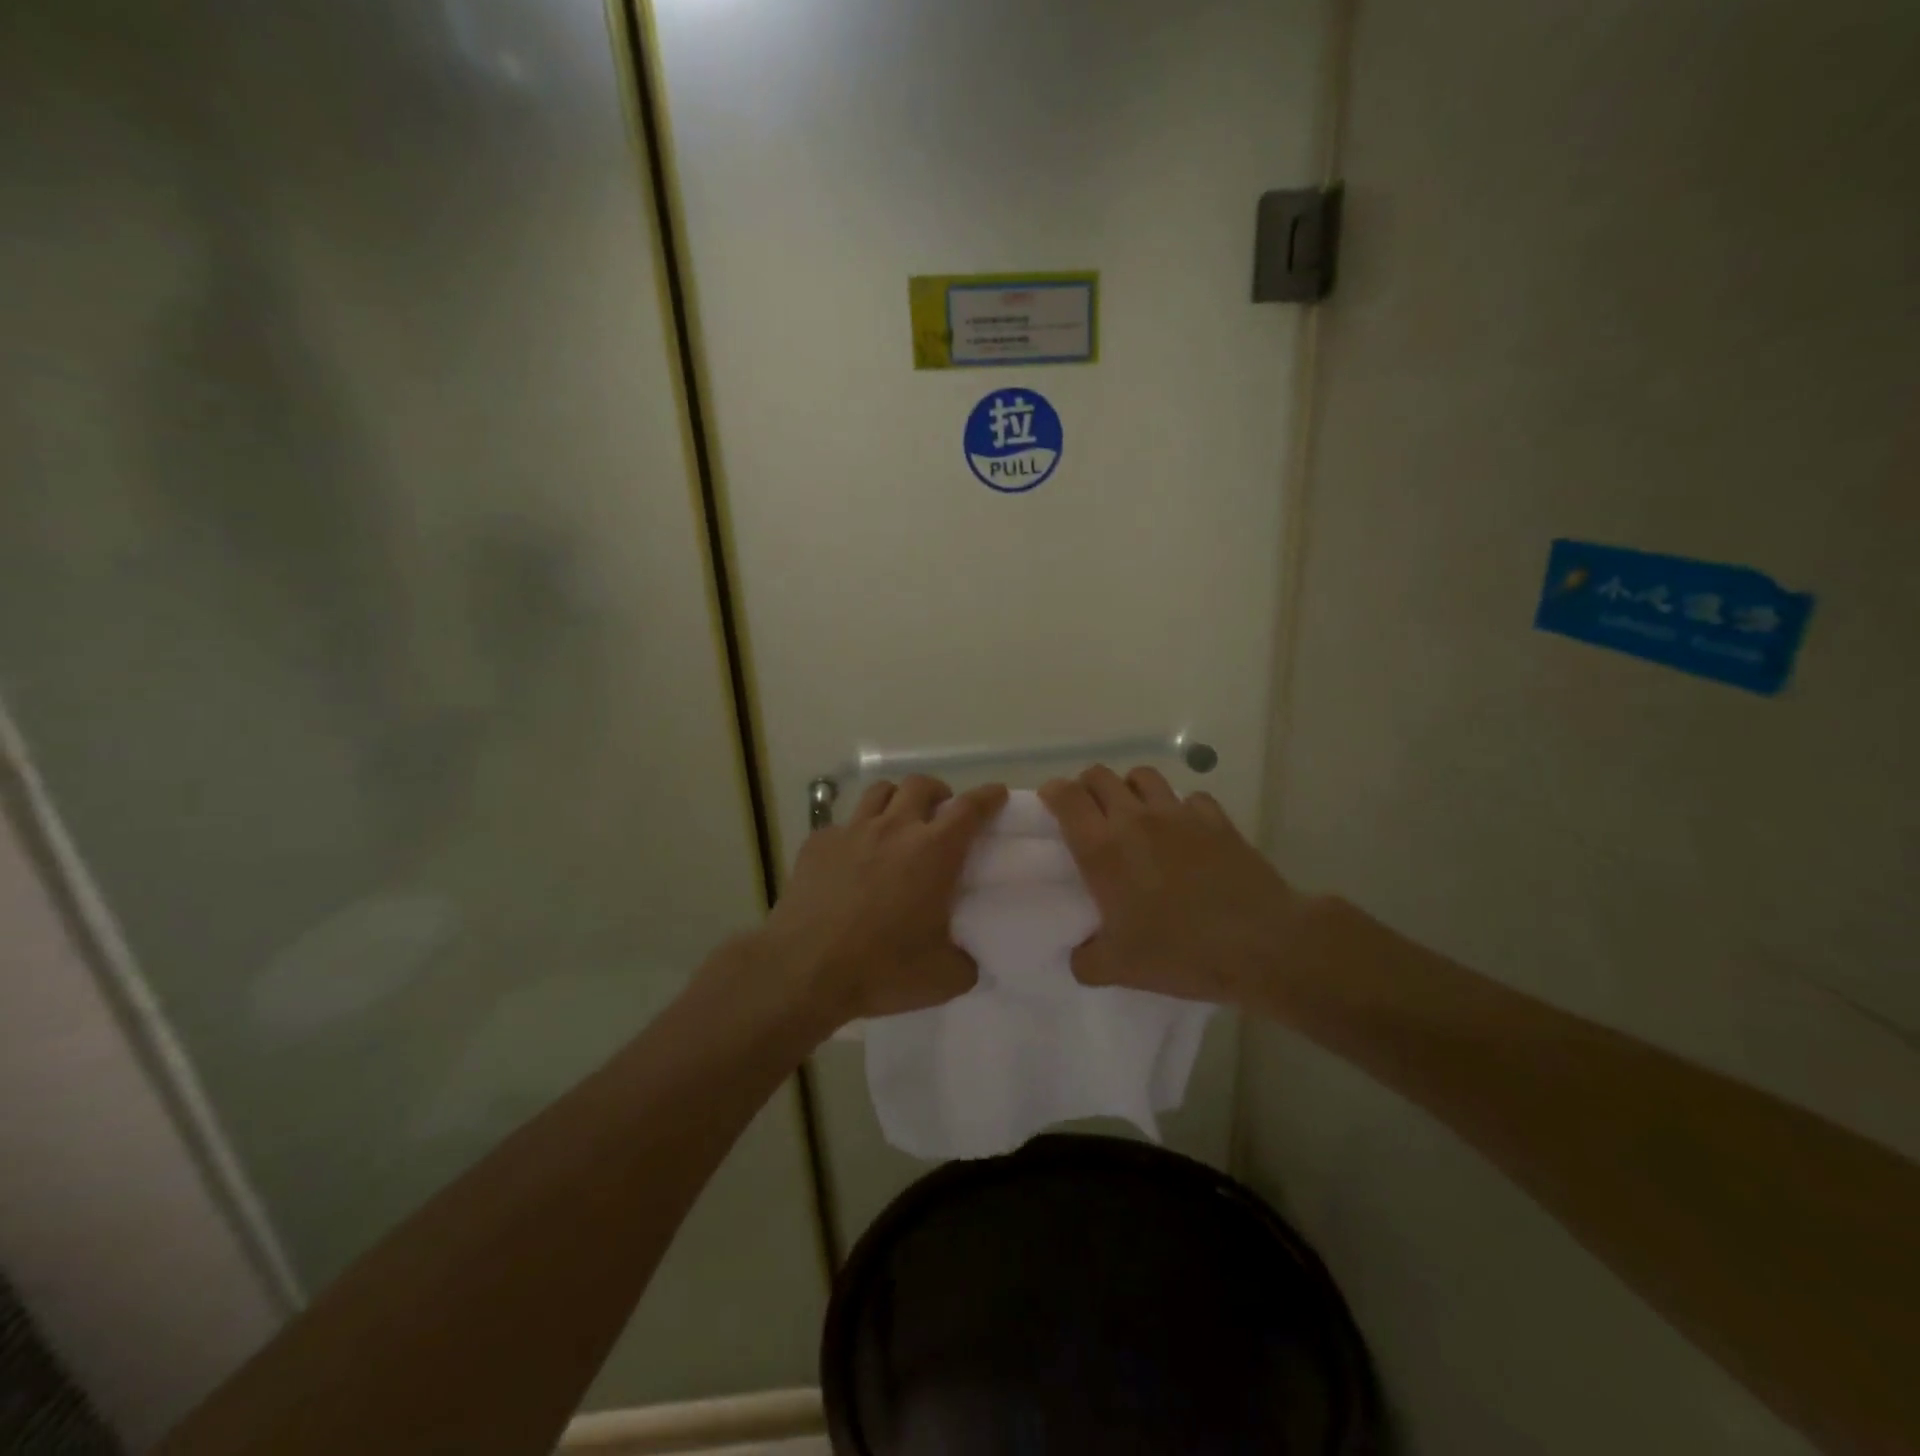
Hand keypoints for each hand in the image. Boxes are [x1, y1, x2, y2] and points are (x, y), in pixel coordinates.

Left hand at [758, 775, 1007, 1030]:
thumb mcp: (943, 978)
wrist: (803, 970)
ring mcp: (851, 831)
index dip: (987, 797)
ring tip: (898, 822)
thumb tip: (969, 960)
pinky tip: (852, 858)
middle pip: (920, 785)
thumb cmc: (881, 969)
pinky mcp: (817, 843)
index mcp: (933, 852)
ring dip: (897, 800)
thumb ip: (966, 963)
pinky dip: (856, 832)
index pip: (969, 808)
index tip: (997, 794)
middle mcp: (894, 829)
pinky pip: (843, 823)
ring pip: (879, 792)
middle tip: (941, 813)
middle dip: (938, 791)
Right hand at [1039, 765, 1302, 1008]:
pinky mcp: (1215, 818)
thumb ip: (1086, 960)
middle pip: (1100, 775)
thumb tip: (1079, 956)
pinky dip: (1179, 808)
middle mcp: (1135, 819)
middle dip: (1087, 787)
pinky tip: (1184, 832)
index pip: (1065, 796)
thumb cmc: (1180, 953)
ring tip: (1134, 814)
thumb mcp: (1119, 969)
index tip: (1050, 804)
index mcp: (1102, 849)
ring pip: (1142, 775)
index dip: (1053, 793)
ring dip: (1130, 788)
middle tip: (1089, 814)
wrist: (1261, 944)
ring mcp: (1178, 814)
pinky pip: (1188, 797)